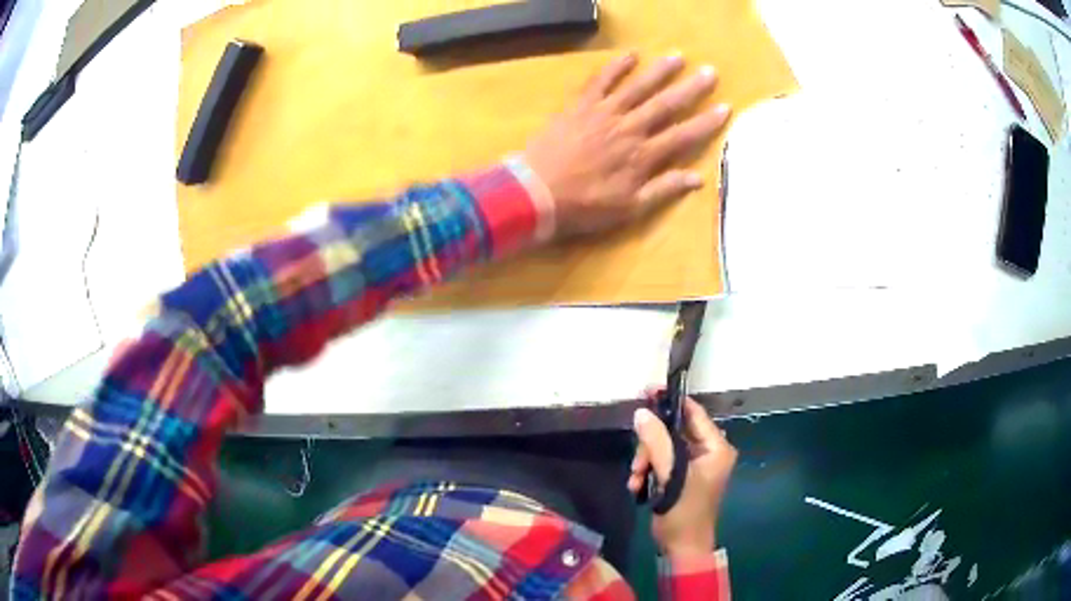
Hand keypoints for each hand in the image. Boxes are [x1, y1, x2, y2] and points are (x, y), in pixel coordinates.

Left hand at [523, 53, 730, 237]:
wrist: (536, 192)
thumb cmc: (584, 206)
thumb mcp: (629, 208)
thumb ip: (663, 190)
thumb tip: (697, 179)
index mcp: (643, 156)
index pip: (682, 135)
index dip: (706, 122)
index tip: (725, 108)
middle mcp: (629, 129)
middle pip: (665, 104)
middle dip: (691, 88)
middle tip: (710, 72)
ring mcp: (604, 114)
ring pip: (637, 88)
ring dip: (659, 71)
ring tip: (677, 57)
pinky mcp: (580, 106)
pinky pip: (600, 82)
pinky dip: (615, 67)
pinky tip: (630, 55)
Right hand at [628, 395, 736, 557]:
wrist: (682, 547)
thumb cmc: (685, 512)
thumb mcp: (672, 476)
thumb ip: (657, 442)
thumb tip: (641, 413)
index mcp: (716, 448)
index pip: (694, 414)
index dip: (671, 403)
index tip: (646, 393)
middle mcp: (708, 452)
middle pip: (674, 431)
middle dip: (651, 446)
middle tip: (637, 463)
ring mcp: (695, 465)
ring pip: (663, 447)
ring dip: (646, 461)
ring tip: (636, 478)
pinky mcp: (681, 476)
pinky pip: (661, 462)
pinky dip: (648, 471)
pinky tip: (638, 486)